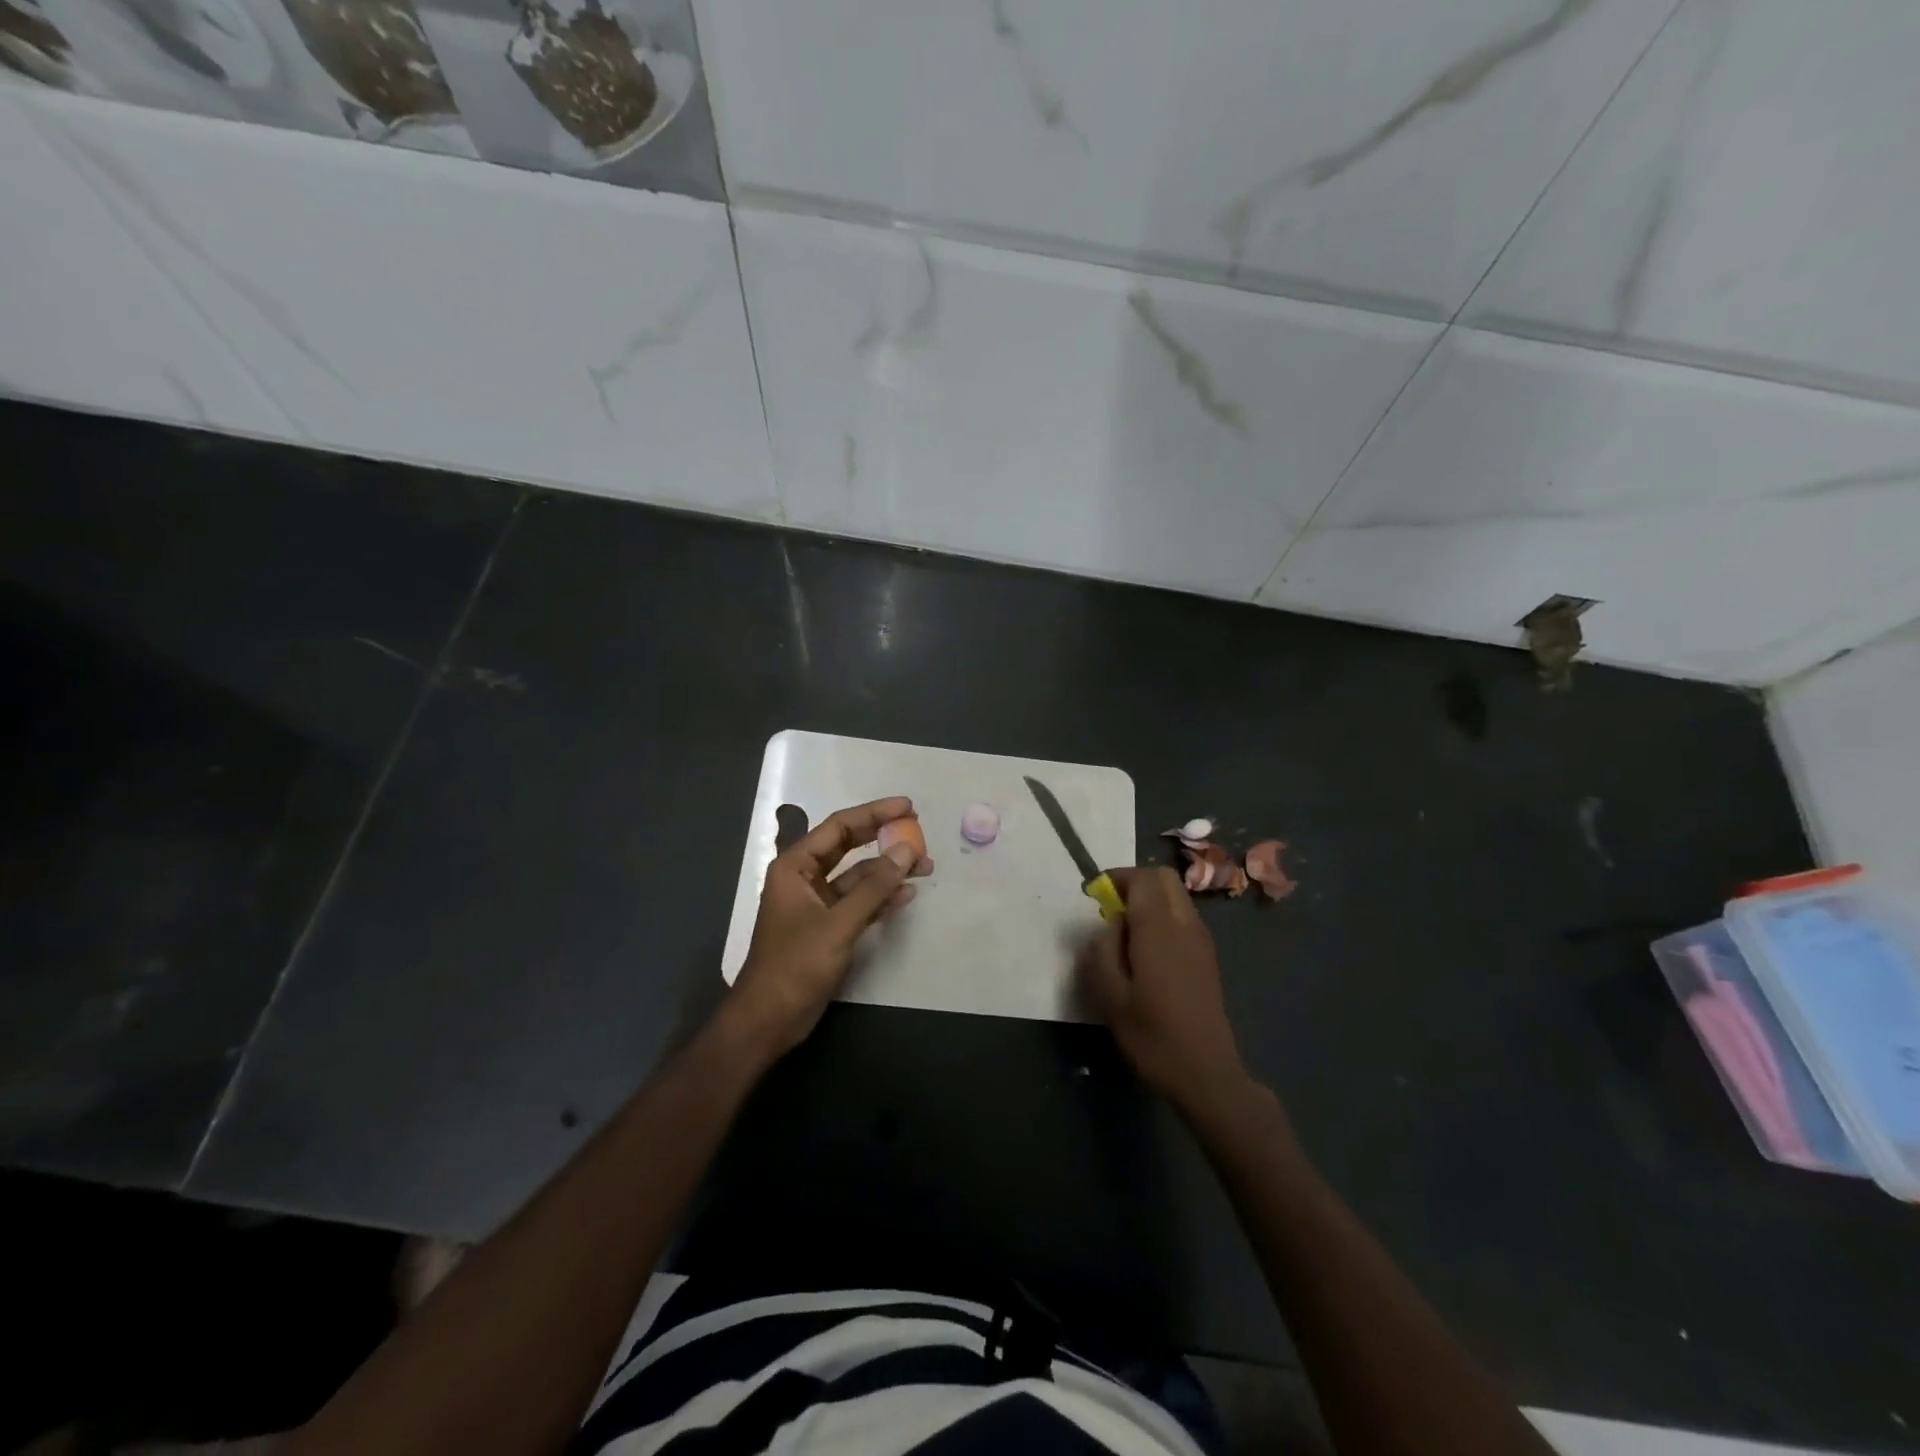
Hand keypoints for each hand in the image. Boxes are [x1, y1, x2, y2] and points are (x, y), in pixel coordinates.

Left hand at [727, 796, 932, 1055]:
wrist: (769, 1019)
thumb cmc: (795, 965)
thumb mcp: (838, 924)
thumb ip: (874, 887)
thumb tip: (906, 851)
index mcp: (795, 867)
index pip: (839, 827)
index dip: (874, 813)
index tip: (907, 807)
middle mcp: (805, 878)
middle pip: (849, 847)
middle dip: (883, 839)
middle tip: (918, 831)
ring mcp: (817, 904)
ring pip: (858, 876)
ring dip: (888, 871)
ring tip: (925, 867)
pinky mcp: (828, 927)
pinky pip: (859, 902)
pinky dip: (881, 897)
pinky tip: (907, 894)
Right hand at [1077, 866, 1253, 1117]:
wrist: (1207, 1074)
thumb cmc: (1153, 1036)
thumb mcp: (1111, 997)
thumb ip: (1102, 951)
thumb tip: (1107, 926)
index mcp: (1159, 930)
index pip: (1143, 878)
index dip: (1116, 878)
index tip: (1093, 896)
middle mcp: (1185, 925)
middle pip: (1163, 878)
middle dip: (1134, 883)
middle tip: (1109, 909)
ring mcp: (1201, 940)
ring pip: (1176, 896)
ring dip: (1149, 900)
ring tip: (1124, 933)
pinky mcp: (1207, 957)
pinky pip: (1183, 917)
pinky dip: (1162, 916)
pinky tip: (1146, 952)